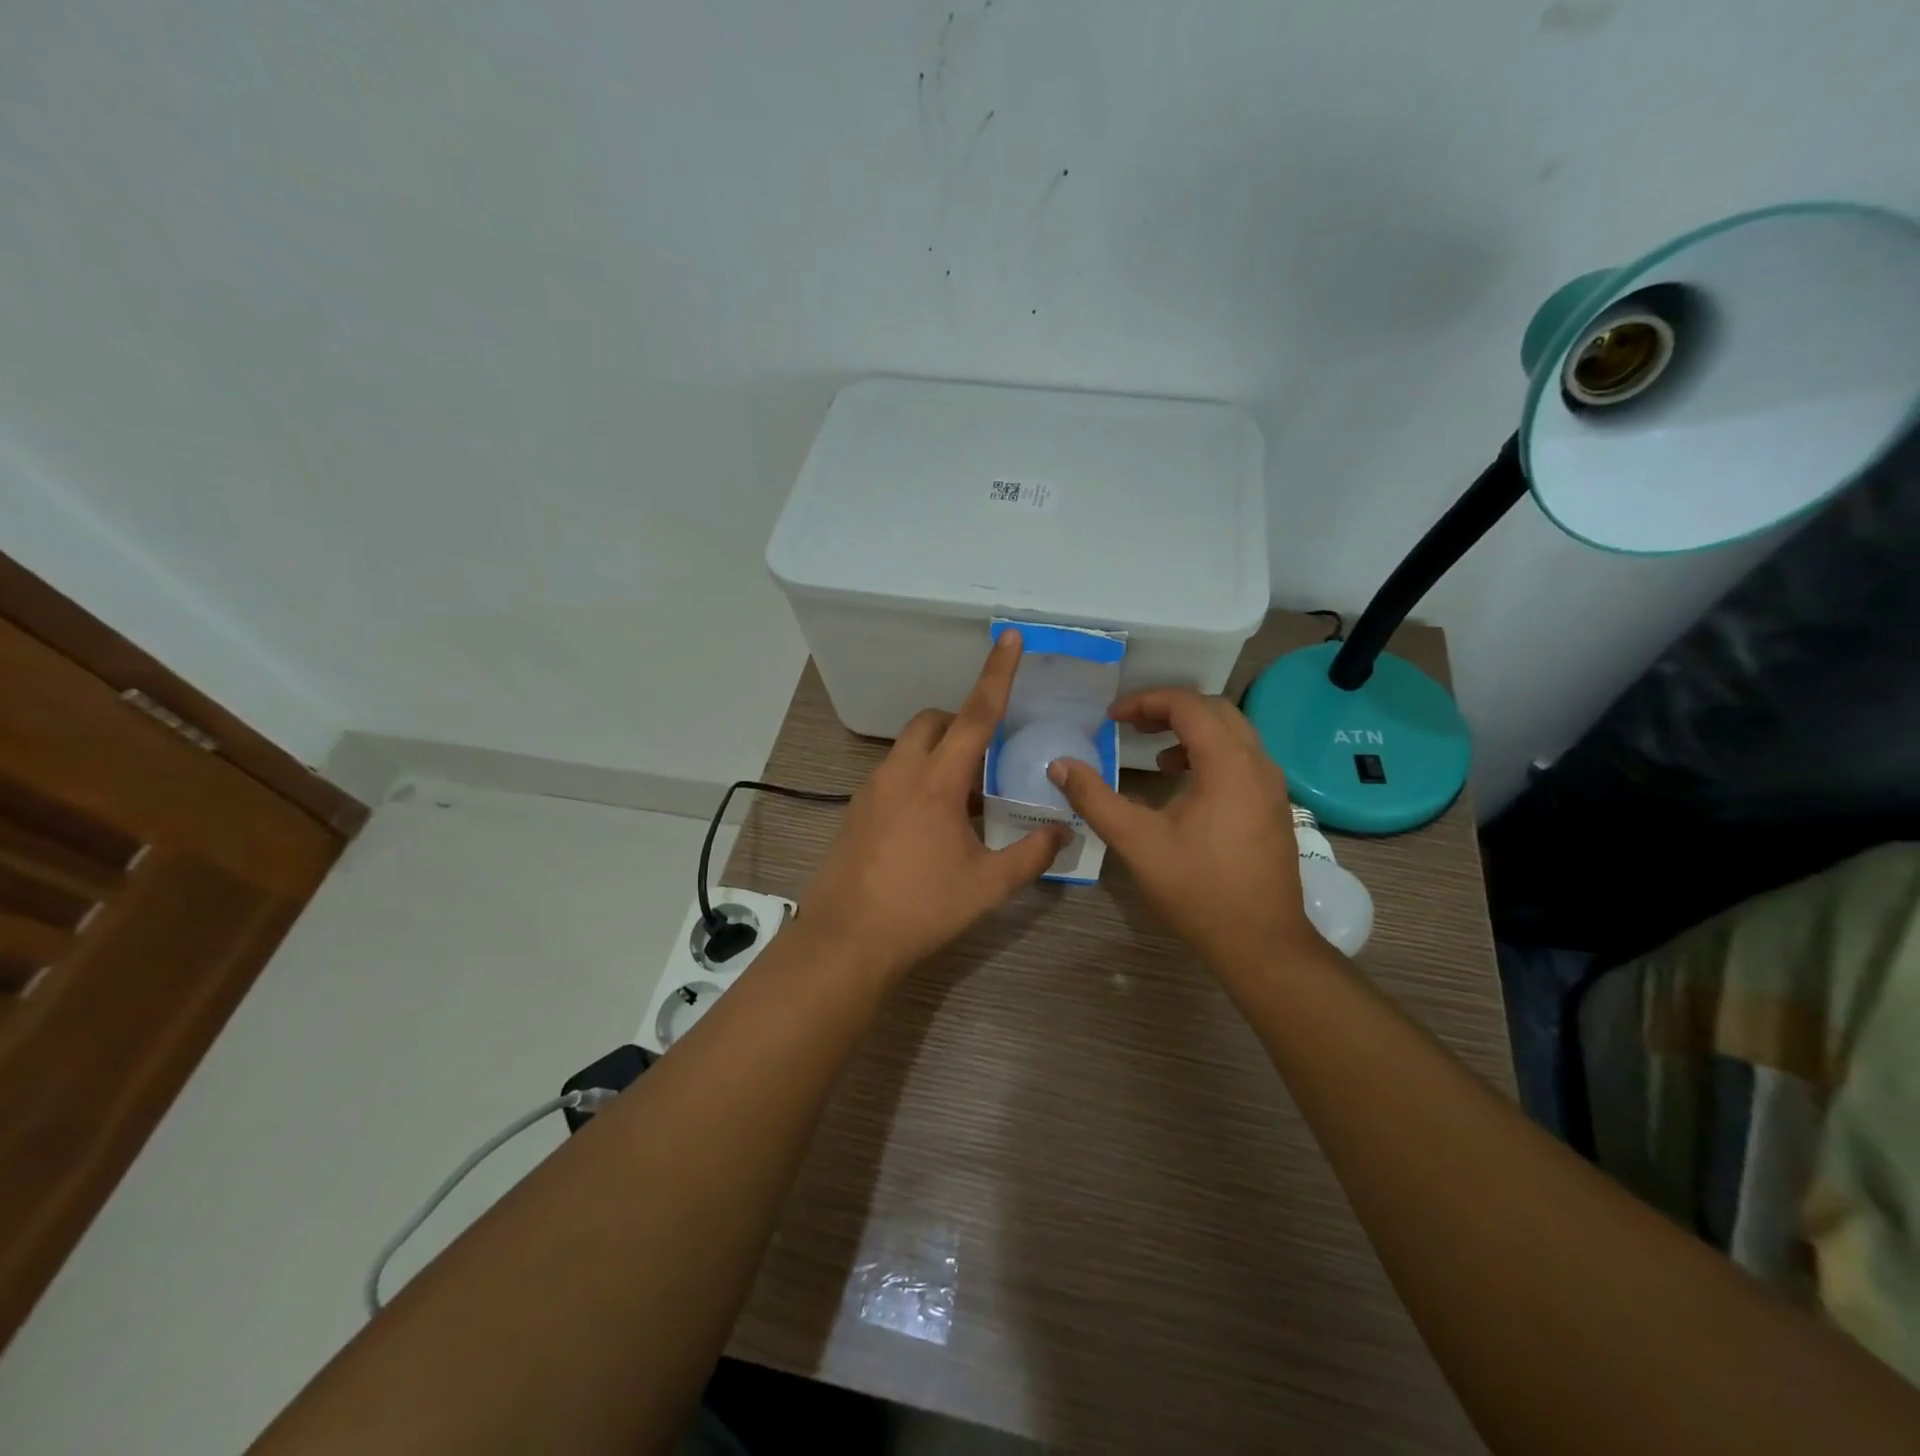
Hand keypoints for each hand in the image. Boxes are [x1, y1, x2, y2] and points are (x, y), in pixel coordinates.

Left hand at [799, 631, 1067, 981]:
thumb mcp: (987, 885)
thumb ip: (1031, 854)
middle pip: (933, 721)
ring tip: (963, 803)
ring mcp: (871, 790)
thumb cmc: (922, 908)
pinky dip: (916, 779)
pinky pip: (892, 775)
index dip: (996, 675)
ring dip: (938, 755)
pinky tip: (929, 827)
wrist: (846, 940)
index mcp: (937, 782)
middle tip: (986, 760)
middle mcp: (900, 774)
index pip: (975, 715)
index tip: (1009, 639)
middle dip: (960, 723)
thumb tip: (1063, 833)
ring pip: (909, 748)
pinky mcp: (855, 810)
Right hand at [1048, 689, 1323, 972]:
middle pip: (1215, 710)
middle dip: (1169, 709)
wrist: (1261, 942)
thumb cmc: (1197, 889)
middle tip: (1130, 724)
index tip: (1111, 717)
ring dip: (1191, 730)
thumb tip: (1059, 765)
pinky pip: (1241, 758)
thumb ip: (1095, 798)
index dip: (1146, 702)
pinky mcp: (1273, 806)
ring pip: (1232, 733)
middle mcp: (1257, 764)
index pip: (1188, 706)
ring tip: (1154, 753)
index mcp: (1228, 764)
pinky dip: (1209, 753)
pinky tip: (1183, 784)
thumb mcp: (1137, 842)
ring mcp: (1272, 786)